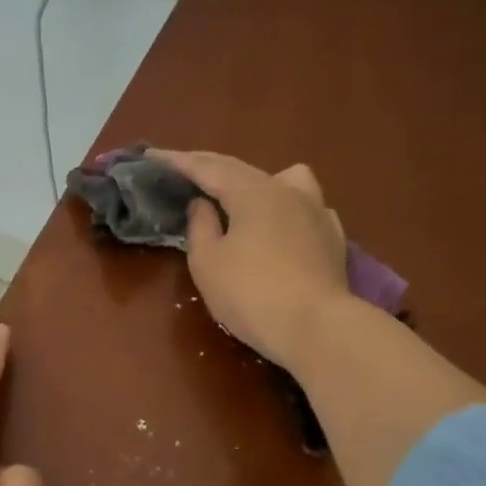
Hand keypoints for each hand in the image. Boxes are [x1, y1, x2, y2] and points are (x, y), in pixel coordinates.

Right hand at [149, 150, 350, 371]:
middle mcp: (287, 190)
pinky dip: (286, 208)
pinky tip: (282, 225)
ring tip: (243, 196)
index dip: (177, 162)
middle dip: (210, 168)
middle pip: (243, 170)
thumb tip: (203, 205)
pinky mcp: (333, 237)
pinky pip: (306, 207)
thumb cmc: (251, 295)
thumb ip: (200, 227)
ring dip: (258, 181)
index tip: (152, 156)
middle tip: (184, 170)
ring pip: (286, 179)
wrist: (317, 328)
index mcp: (252, 191)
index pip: (207, 168)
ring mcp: (317, 211)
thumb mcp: (208, 263)